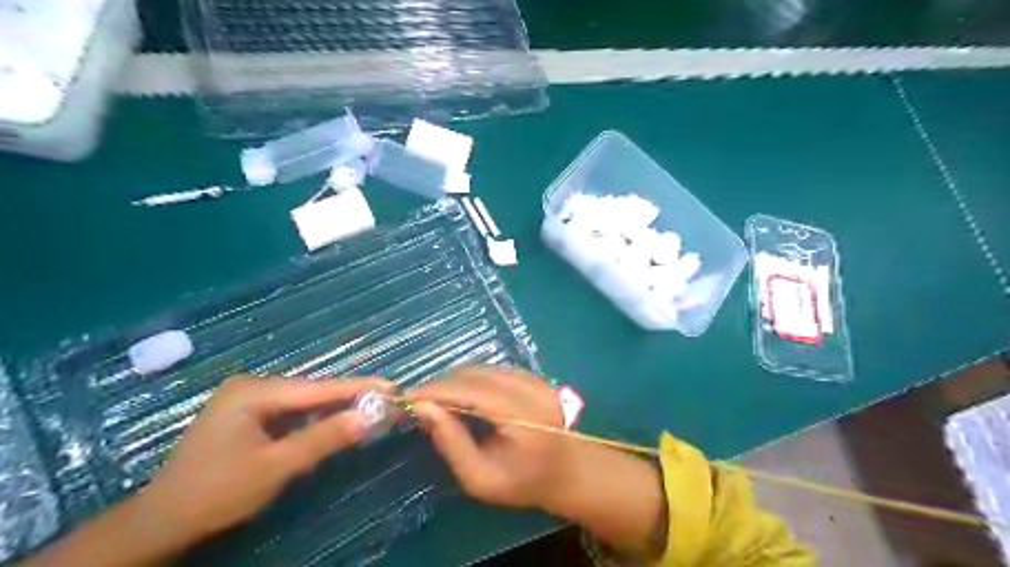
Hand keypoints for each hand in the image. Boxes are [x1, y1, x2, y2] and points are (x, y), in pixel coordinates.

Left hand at [140, 374, 392, 541]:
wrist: (161, 524)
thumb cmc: (216, 493)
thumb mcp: (276, 466)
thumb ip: (324, 438)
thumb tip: (370, 415)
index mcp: (253, 392)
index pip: (317, 388)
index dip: (357, 388)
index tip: (391, 387)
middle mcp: (251, 387)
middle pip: (311, 392)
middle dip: (348, 398)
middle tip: (385, 400)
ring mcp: (247, 401)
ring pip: (303, 403)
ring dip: (333, 410)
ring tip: (369, 410)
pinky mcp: (248, 417)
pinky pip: (290, 414)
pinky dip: (314, 421)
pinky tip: (335, 423)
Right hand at [405, 364, 570, 511]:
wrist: (568, 471)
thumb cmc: (523, 483)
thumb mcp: (480, 478)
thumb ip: (451, 442)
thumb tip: (422, 407)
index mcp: (521, 415)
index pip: (470, 389)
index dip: (436, 389)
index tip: (407, 397)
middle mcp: (529, 388)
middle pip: (474, 373)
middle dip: (442, 384)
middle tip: (419, 402)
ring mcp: (533, 378)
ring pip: (482, 367)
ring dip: (455, 380)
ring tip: (437, 400)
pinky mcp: (533, 375)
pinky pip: (493, 369)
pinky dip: (472, 378)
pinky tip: (463, 395)